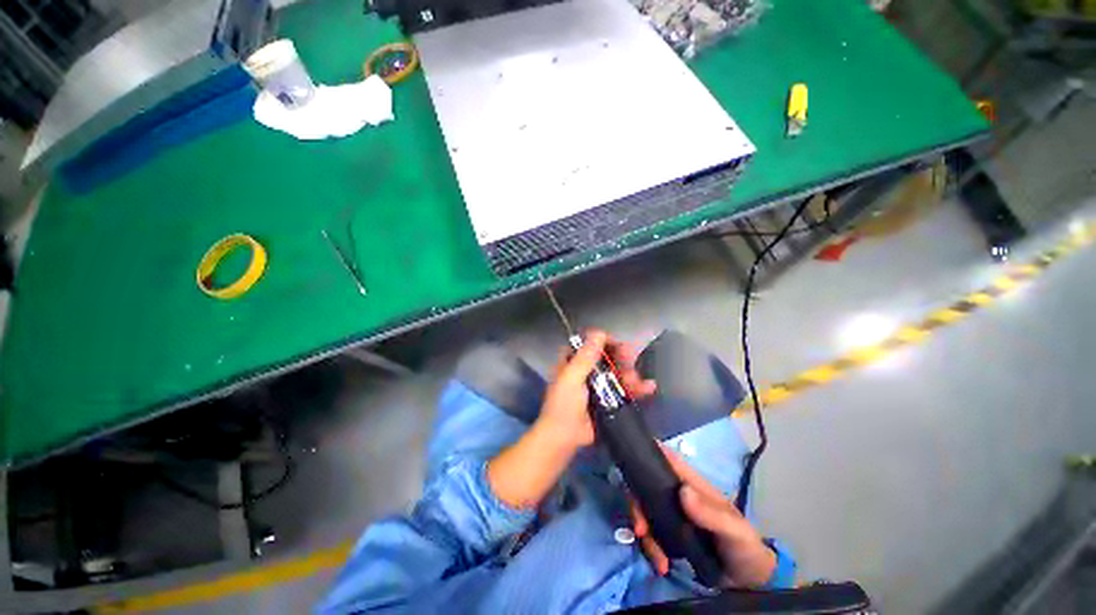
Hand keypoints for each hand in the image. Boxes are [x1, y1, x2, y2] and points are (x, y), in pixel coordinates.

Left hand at [488, 330, 655, 509]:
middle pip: (607, 357)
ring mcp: (599, 386)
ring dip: (630, 374)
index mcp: (573, 362)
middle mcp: (587, 371)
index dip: (603, 342)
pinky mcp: (609, 400)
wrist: (565, 439)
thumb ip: (585, 357)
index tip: (616, 345)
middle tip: (630, 362)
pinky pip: (624, 389)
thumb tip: (599, 333)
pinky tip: (649, 387)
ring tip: (637, 381)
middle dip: (621, 359)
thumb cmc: (564, 405)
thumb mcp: (572, 378)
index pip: (590, 344)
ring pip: (618, 372)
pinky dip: (637, 388)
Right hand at [630, 447, 776, 587]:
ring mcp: (671, 513)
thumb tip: (682, 491)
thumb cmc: (744, 546)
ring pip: (644, 511)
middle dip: (637, 505)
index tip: (630, 466)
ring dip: (645, 533)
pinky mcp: (669, 534)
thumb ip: (711, 513)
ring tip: (658, 560)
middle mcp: (676, 494)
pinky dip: (650, 548)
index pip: (665, 458)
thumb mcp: (734, 530)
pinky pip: (650, 534)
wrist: (750, 580)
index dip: (646, 454)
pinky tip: (661, 564)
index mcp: (692, 483)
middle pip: (645, 486)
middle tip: (640, 529)